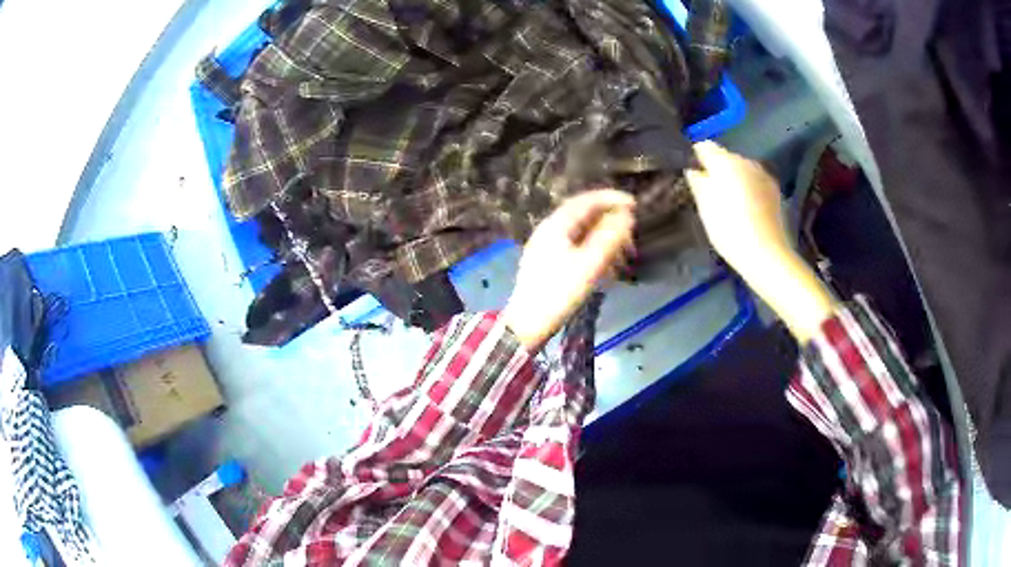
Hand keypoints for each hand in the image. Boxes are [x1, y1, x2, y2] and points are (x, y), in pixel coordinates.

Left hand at [502, 190, 634, 350]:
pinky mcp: (549, 264)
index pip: (586, 201)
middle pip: (585, 217)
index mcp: (556, 225)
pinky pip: (577, 250)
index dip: (612, 199)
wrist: (527, 324)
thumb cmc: (559, 292)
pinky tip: (608, 270)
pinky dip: (595, 254)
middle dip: (611, 224)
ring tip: (624, 258)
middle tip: (632, 237)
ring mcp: (547, 248)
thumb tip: (626, 216)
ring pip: (582, 235)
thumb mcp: (589, 264)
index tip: (634, 205)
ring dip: (605, 241)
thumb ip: (610, 237)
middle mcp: (550, 231)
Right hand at [685, 141, 836, 342]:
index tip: (692, 178)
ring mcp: (763, 175)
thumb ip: (696, 179)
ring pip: (741, 170)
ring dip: (733, 180)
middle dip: (716, 171)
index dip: (694, 159)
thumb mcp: (704, 204)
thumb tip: (693, 168)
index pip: (703, 146)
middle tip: (710, 195)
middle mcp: (746, 160)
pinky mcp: (775, 191)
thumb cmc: (729, 228)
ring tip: (729, 205)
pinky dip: (748, 190)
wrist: (766, 254)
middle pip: (724, 158)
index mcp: (726, 160)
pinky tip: (747, 211)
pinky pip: (754, 183)